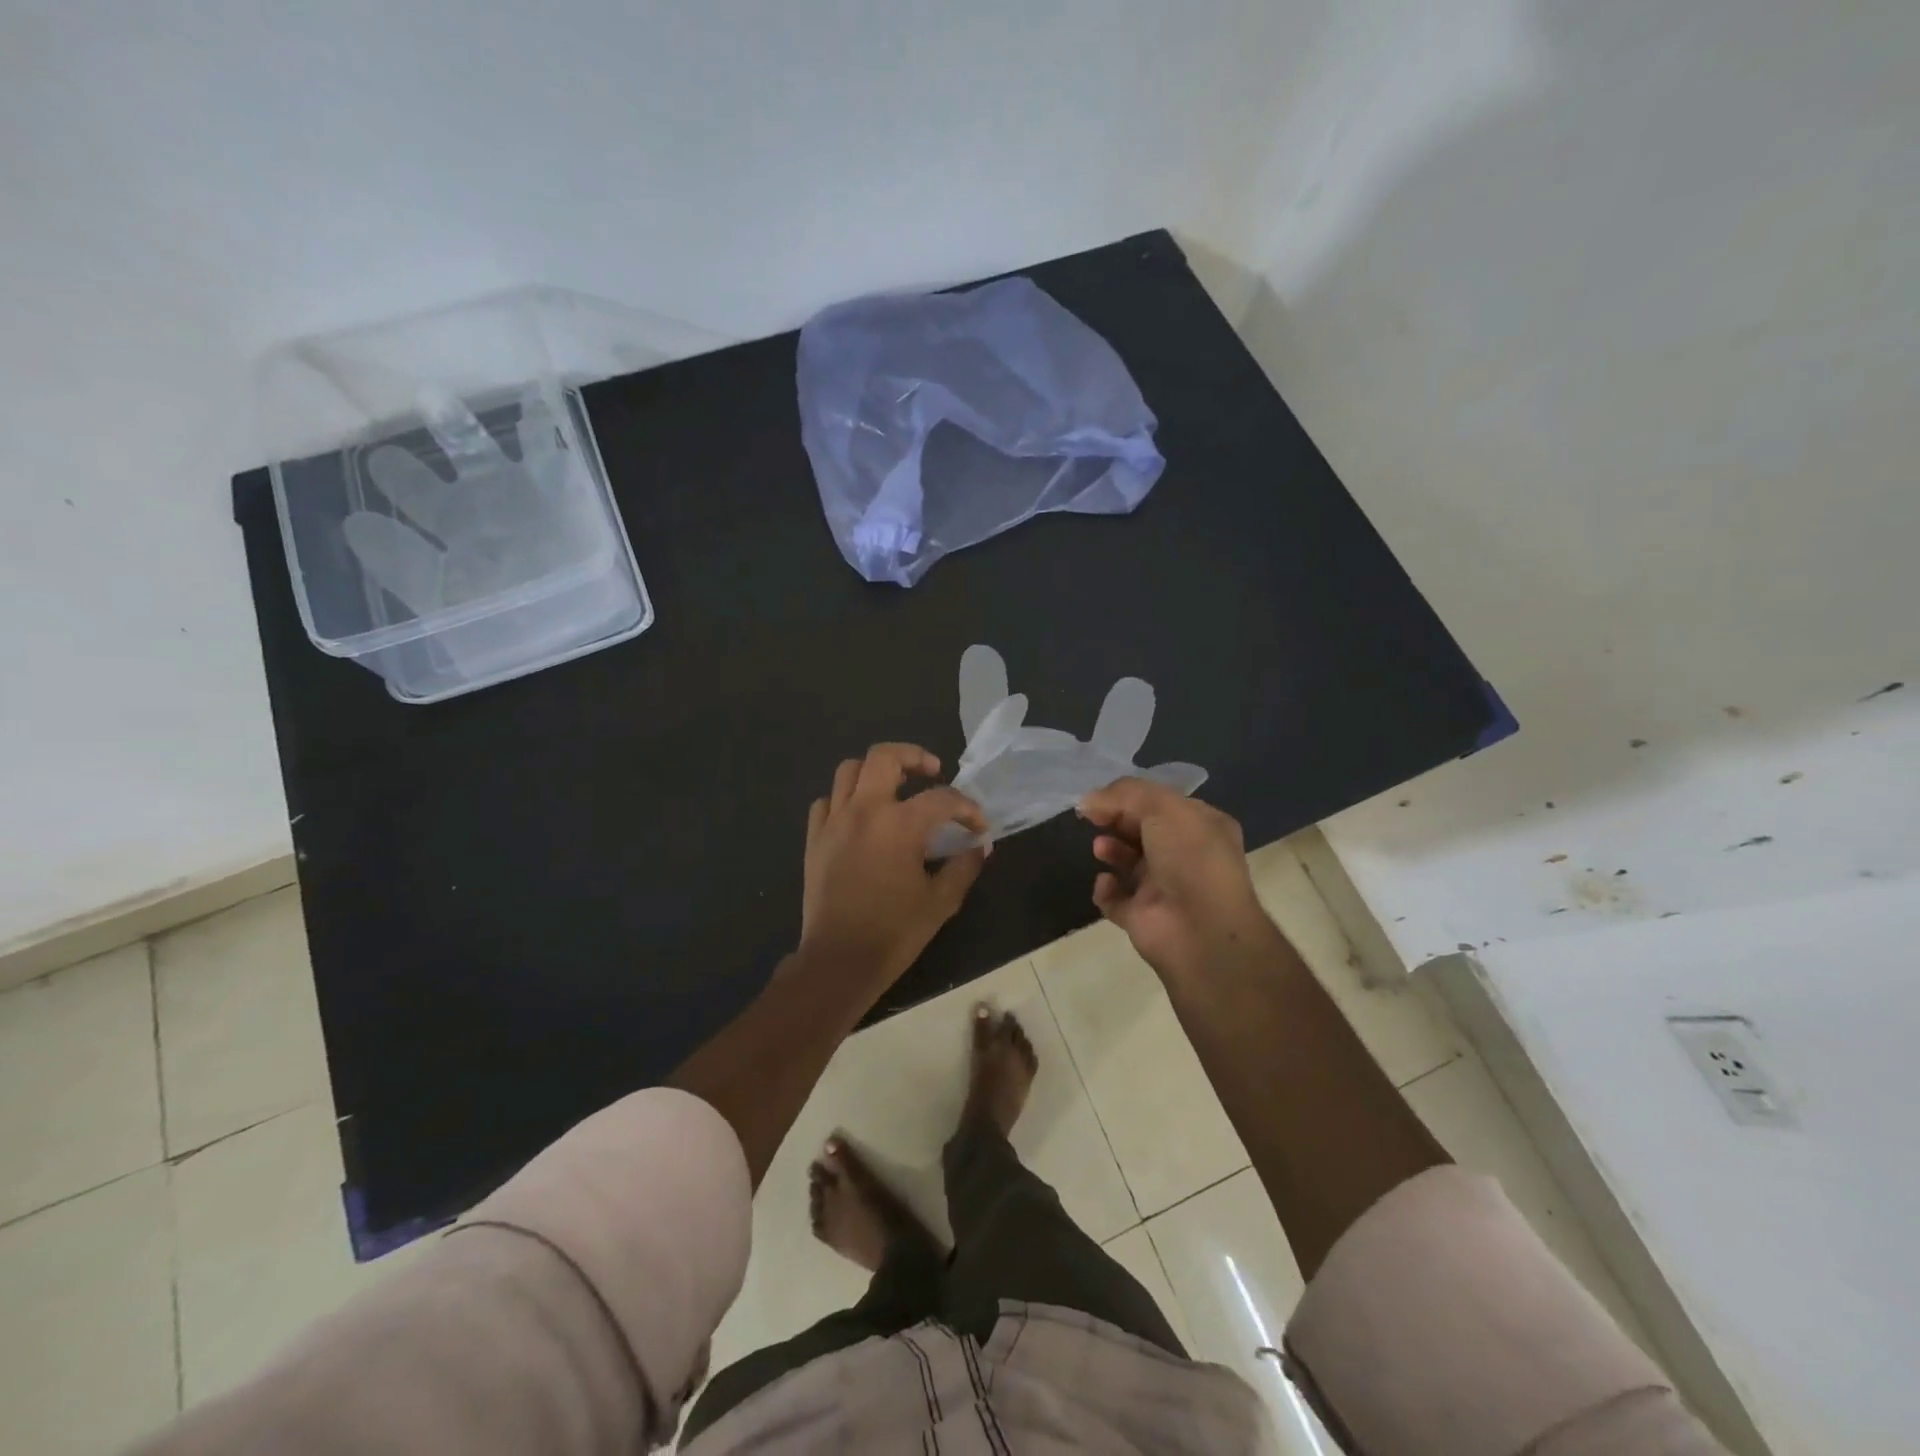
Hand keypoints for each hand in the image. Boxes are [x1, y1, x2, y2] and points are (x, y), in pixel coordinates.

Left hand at [800, 744, 988, 989]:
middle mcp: (864, 811)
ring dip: (875, 771)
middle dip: (913, 757)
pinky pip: (826, 801)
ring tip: (894, 787)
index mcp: (900, 825)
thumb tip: (979, 846)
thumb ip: (964, 867)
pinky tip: (859, 817)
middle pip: (884, 756)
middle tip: (931, 772)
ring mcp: (834, 822)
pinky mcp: (814, 839)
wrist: (838, 961)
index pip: (942, 798)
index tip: (978, 826)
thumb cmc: (894, 932)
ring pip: (849, 770)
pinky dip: (844, 799)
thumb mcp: (941, 901)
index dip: (967, 808)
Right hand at [1079, 777, 1273, 978]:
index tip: (1101, 798)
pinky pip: (1115, 899)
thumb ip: (1124, 794)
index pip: (1162, 805)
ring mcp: (1164, 888)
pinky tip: (1106, 882)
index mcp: (1201, 827)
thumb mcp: (1163, 807)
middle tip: (1096, 819)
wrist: (1201, 930)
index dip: (1130, 798)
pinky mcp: (1142, 917)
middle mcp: (1185, 856)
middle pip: (1141, 831)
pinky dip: (1105, 890)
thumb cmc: (1190, 858)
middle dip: (1118, 822)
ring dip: (1111, 850)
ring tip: (1100, 848)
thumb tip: (1088, 800)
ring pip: (1128, 863)